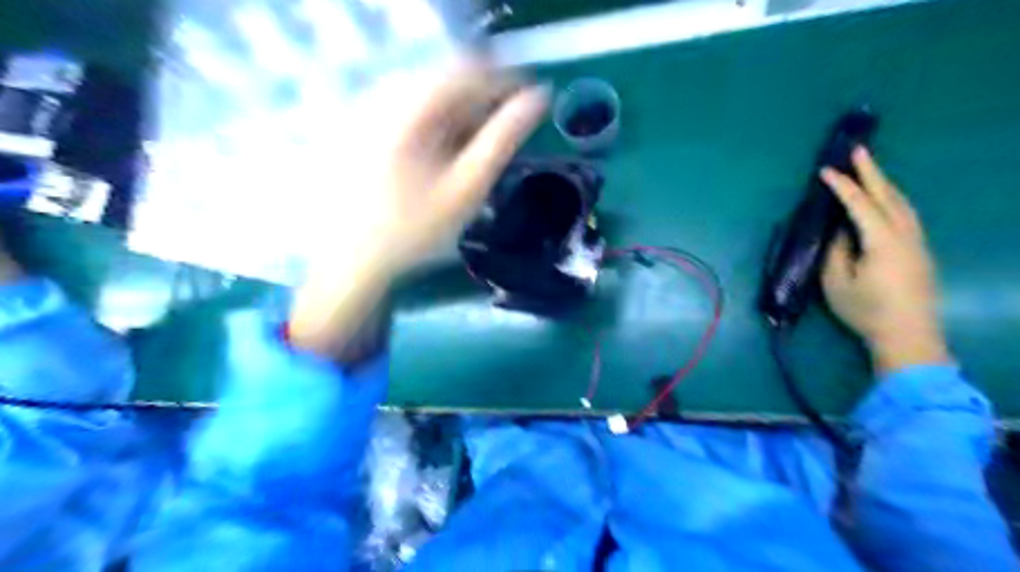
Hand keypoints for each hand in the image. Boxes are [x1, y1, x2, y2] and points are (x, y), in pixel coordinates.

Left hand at [286, 62, 548, 356]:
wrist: (353, 260)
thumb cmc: (414, 230)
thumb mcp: (466, 188)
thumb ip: (503, 140)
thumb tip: (537, 99)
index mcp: (410, 107)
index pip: (468, 68)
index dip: (504, 81)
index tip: (529, 105)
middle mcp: (384, 96)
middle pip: (446, 78)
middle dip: (480, 102)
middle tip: (498, 138)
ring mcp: (368, 109)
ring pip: (428, 93)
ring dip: (458, 114)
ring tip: (469, 152)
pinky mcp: (360, 125)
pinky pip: (408, 108)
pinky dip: (434, 124)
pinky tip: (439, 154)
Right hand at [819, 145, 953, 372]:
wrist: (908, 335)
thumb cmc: (865, 310)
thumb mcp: (836, 282)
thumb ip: (835, 251)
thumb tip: (839, 231)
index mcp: (882, 241)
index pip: (859, 205)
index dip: (842, 186)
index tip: (825, 170)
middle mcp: (905, 235)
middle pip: (888, 196)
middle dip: (872, 172)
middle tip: (858, 150)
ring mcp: (917, 242)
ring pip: (902, 203)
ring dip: (884, 184)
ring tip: (869, 170)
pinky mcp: (920, 251)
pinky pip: (906, 215)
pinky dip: (892, 199)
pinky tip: (884, 199)